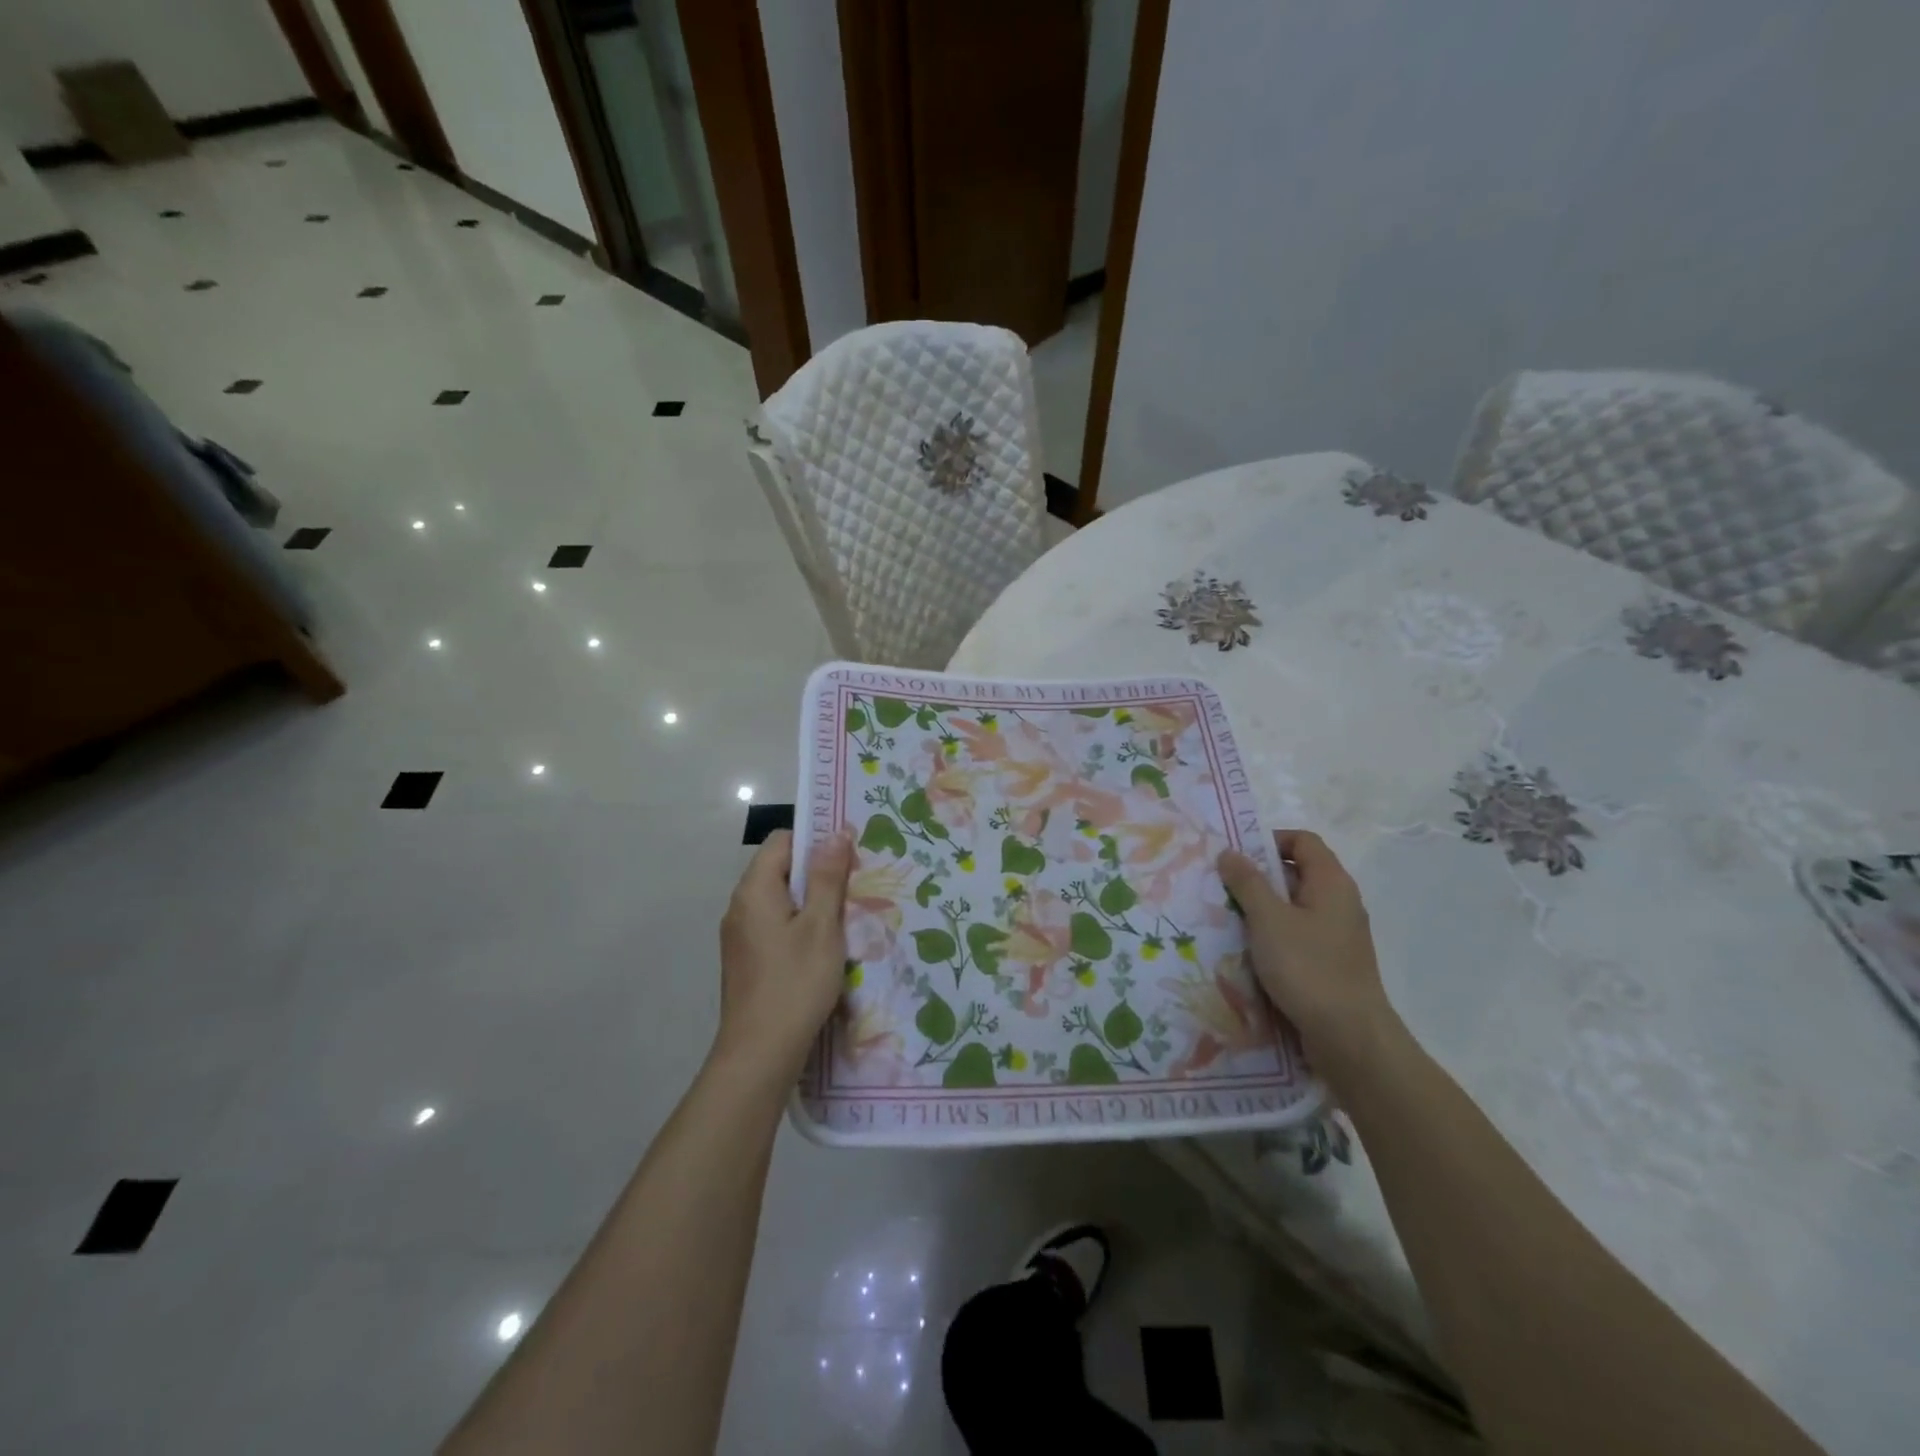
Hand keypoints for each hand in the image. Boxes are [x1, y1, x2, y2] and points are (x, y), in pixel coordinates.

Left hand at [714, 828, 853, 1084]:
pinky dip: (799, 926)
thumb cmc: (795, 983)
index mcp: (754, 890)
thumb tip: (835, 832)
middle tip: (855, 888)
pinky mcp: (745, 960)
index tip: (848, 857)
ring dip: (811, 903)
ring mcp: (740, 935)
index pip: (783, 841)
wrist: (760, 1054)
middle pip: (781, 870)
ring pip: (780, 901)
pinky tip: (823, 948)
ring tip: (845, 918)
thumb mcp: (821, 926)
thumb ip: (827, 877)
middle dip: (818, 874)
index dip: (816, 841)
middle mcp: (740, 906)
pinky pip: (775, 926)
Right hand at [1218, 830, 1401, 1074]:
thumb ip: (1247, 882)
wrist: (1349, 1037)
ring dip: (1262, 909)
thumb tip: (1229, 852)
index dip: (1269, 840)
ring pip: (1294, 906)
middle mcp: (1340, 902)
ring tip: (1229, 919)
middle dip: (1259, 876)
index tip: (1237, 857)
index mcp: (1332, 882)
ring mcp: (1338, 934)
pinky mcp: (1331, 962)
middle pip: (1297, 872)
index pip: (1303, 840)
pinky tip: (1250, 951)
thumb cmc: (1308, 967)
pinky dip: (1273, 935)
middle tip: (1223, 887)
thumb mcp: (1268, 919)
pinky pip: (1298, 934)